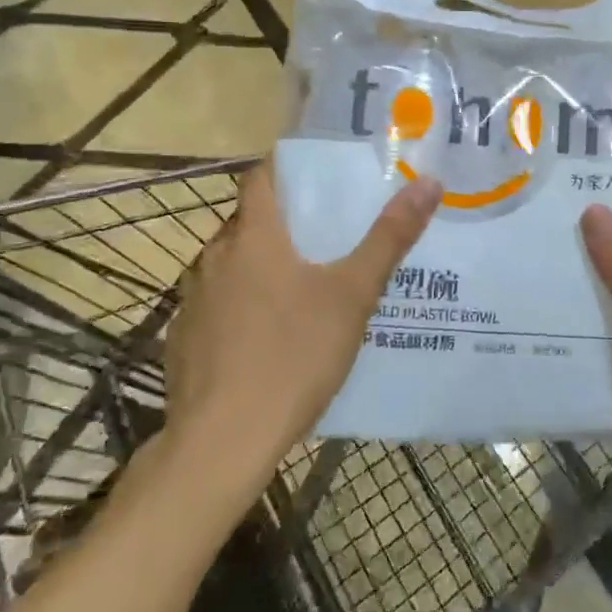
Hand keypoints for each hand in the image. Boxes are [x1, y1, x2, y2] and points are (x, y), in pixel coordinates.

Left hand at [165, 162, 441, 478]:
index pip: (260, 178)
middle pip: (248, 223)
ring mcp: (193, 301)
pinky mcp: (183, 341)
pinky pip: (216, 307)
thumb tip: (428, 182)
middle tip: (326, 234)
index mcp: (253, 238)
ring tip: (303, 285)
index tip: (317, 173)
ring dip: (260, 266)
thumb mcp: (353, 295)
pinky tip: (267, 339)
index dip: (285, 168)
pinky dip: (240, 307)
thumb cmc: (292, 356)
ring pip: (231, 266)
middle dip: (283, 222)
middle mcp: (215, 258)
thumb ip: (389, 238)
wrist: (221, 444)